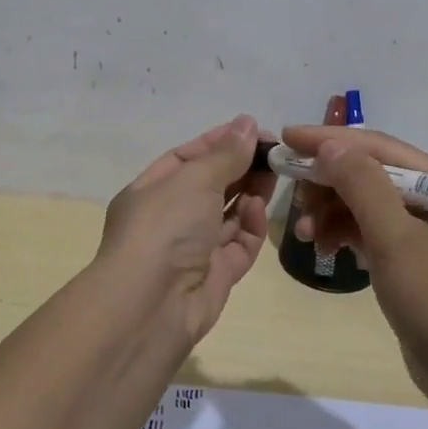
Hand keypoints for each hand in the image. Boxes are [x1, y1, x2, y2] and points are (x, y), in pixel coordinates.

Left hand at [97, 115, 274, 347]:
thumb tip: (247, 123)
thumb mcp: (195, 179)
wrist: (151, 306)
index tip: (253, 130)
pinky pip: (239, 245)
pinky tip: (258, 210)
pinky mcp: (216, 275)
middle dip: (241, 167)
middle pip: (212, 186)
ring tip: (276, 173)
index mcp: (151, 191)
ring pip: (229, 215)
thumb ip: (226, 154)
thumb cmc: (165, 227)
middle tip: (275, 152)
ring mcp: (193, 249)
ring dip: (251, 193)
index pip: (187, 158)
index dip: (219, 142)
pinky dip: (250, 227)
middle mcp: (170, 219)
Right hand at [279, 125, 427, 406]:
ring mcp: (424, 232)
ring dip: (332, 213)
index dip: (329, 140)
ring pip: (366, 205)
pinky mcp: (412, 261)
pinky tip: (326, 249)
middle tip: (294, 200)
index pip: (377, 147)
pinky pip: (371, 232)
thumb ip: (362, 185)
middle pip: (370, 174)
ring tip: (305, 236)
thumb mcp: (395, 237)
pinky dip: (346, 235)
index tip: (287, 138)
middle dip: (328, 183)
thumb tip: (330, 146)